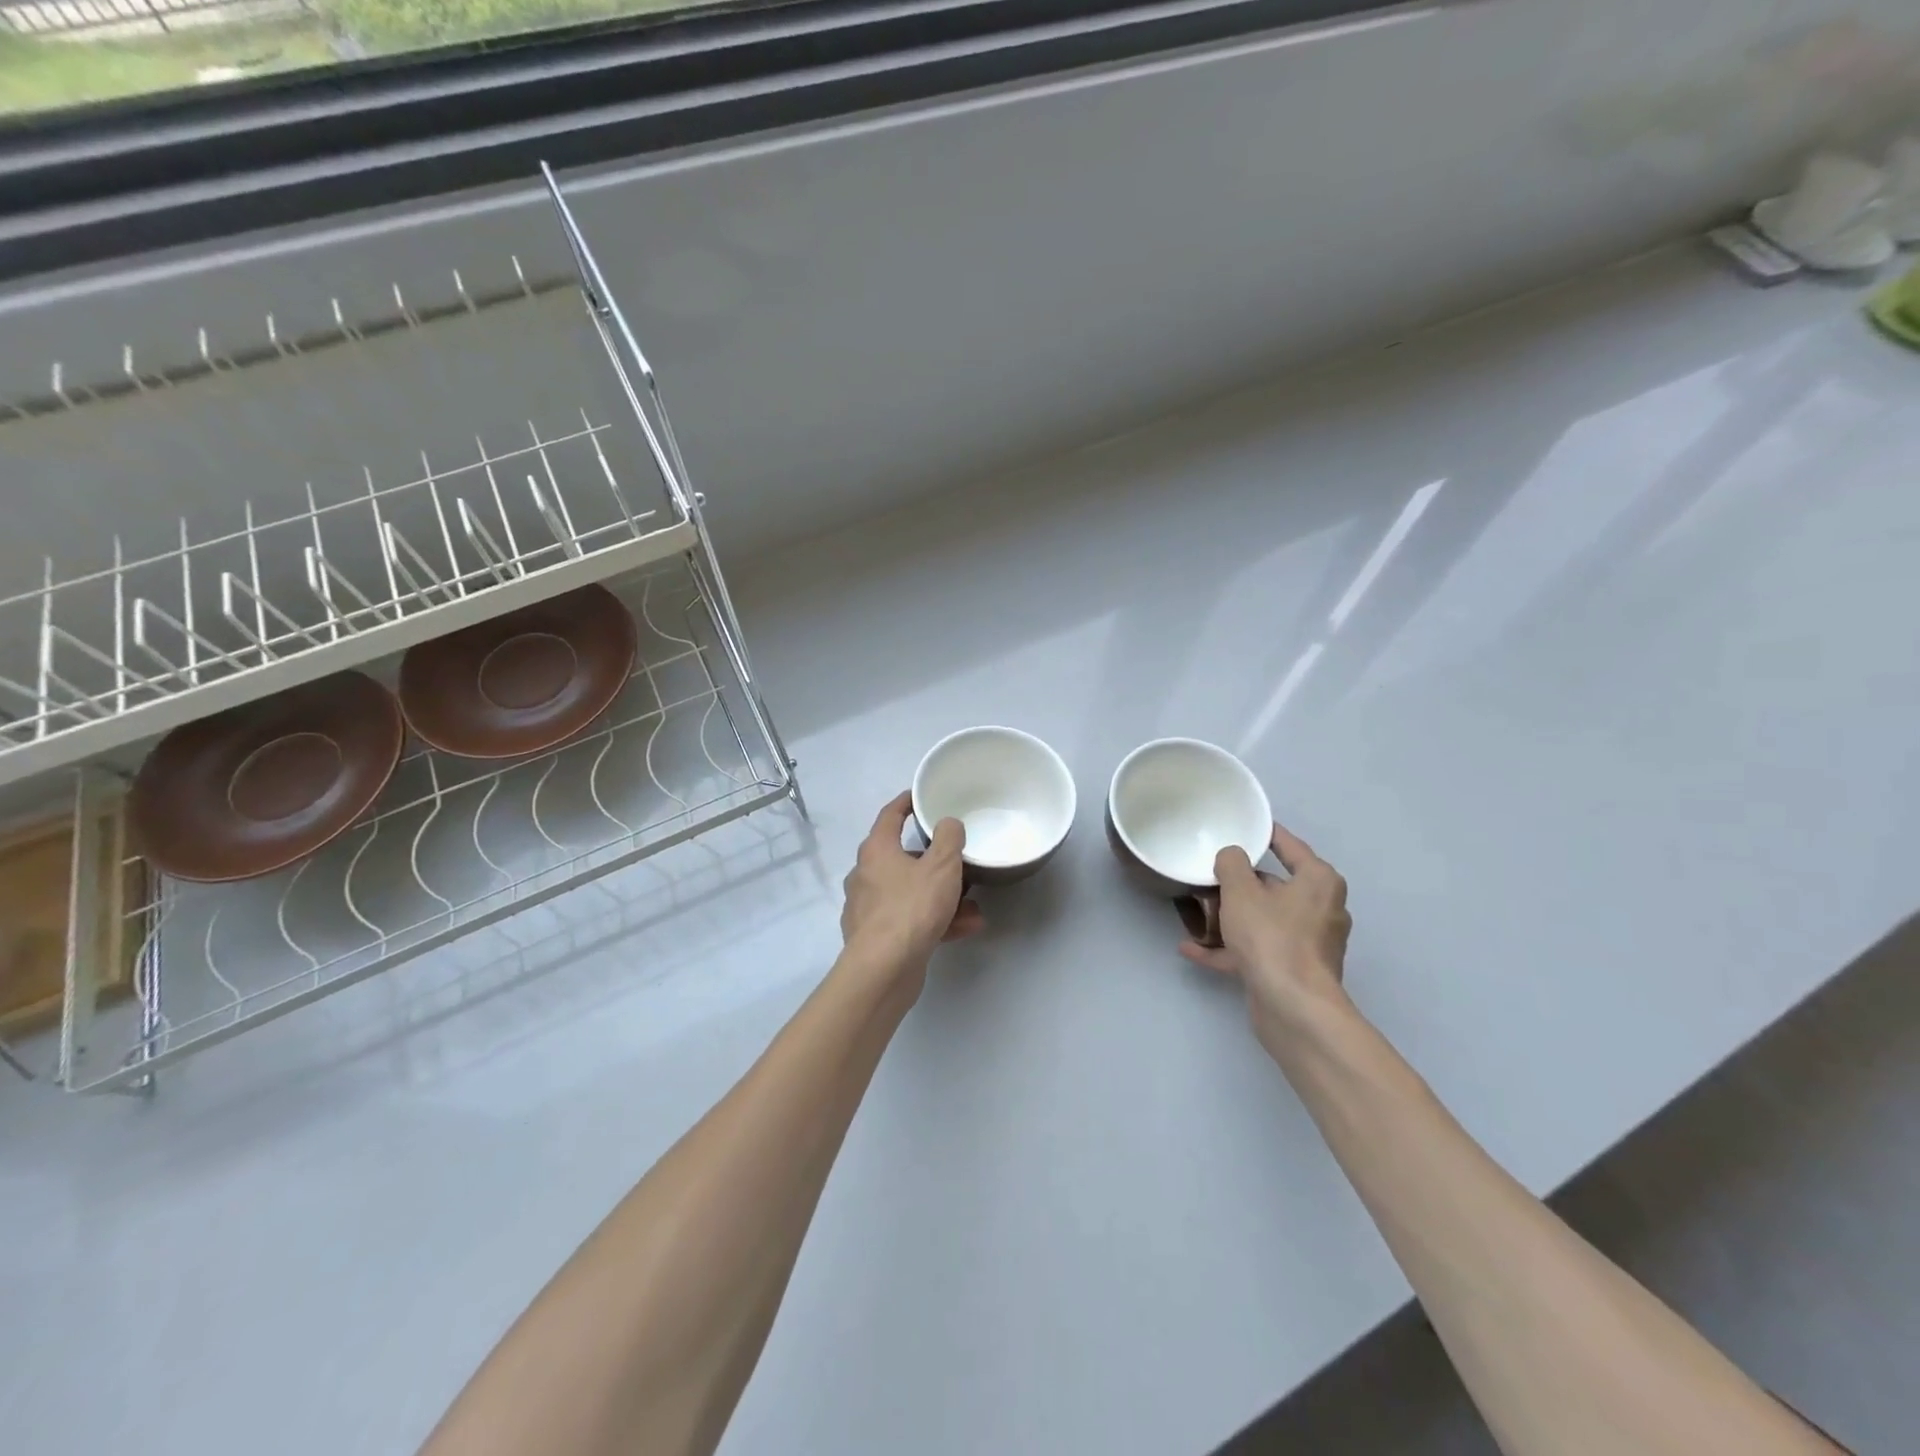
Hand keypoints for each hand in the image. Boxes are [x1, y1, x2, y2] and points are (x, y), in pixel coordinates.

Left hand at [840, 792, 984, 981]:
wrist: (884, 969)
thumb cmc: (911, 908)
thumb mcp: (941, 866)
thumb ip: (949, 839)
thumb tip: (948, 824)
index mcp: (876, 850)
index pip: (890, 816)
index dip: (906, 803)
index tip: (920, 796)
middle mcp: (866, 875)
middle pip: (903, 858)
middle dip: (936, 863)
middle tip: (959, 863)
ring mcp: (869, 908)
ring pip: (912, 893)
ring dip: (943, 897)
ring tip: (974, 907)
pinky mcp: (877, 937)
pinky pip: (911, 919)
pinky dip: (936, 920)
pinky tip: (966, 928)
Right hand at [1180, 823, 1352, 1052]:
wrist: (1292, 1007)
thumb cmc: (1271, 937)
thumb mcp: (1240, 890)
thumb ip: (1231, 864)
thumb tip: (1232, 856)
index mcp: (1318, 881)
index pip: (1290, 846)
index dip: (1265, 834)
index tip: (1243, 827)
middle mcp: (1321, 909)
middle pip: (1275, 886)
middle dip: (1241, 883)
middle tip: (1209, 874)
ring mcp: (1309, 943)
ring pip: (1264, 920)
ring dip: (1232, 918)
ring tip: (1197, 912)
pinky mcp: (1294, 971)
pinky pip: (1257, 949)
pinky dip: (1230, 948)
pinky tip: (1193, 949)